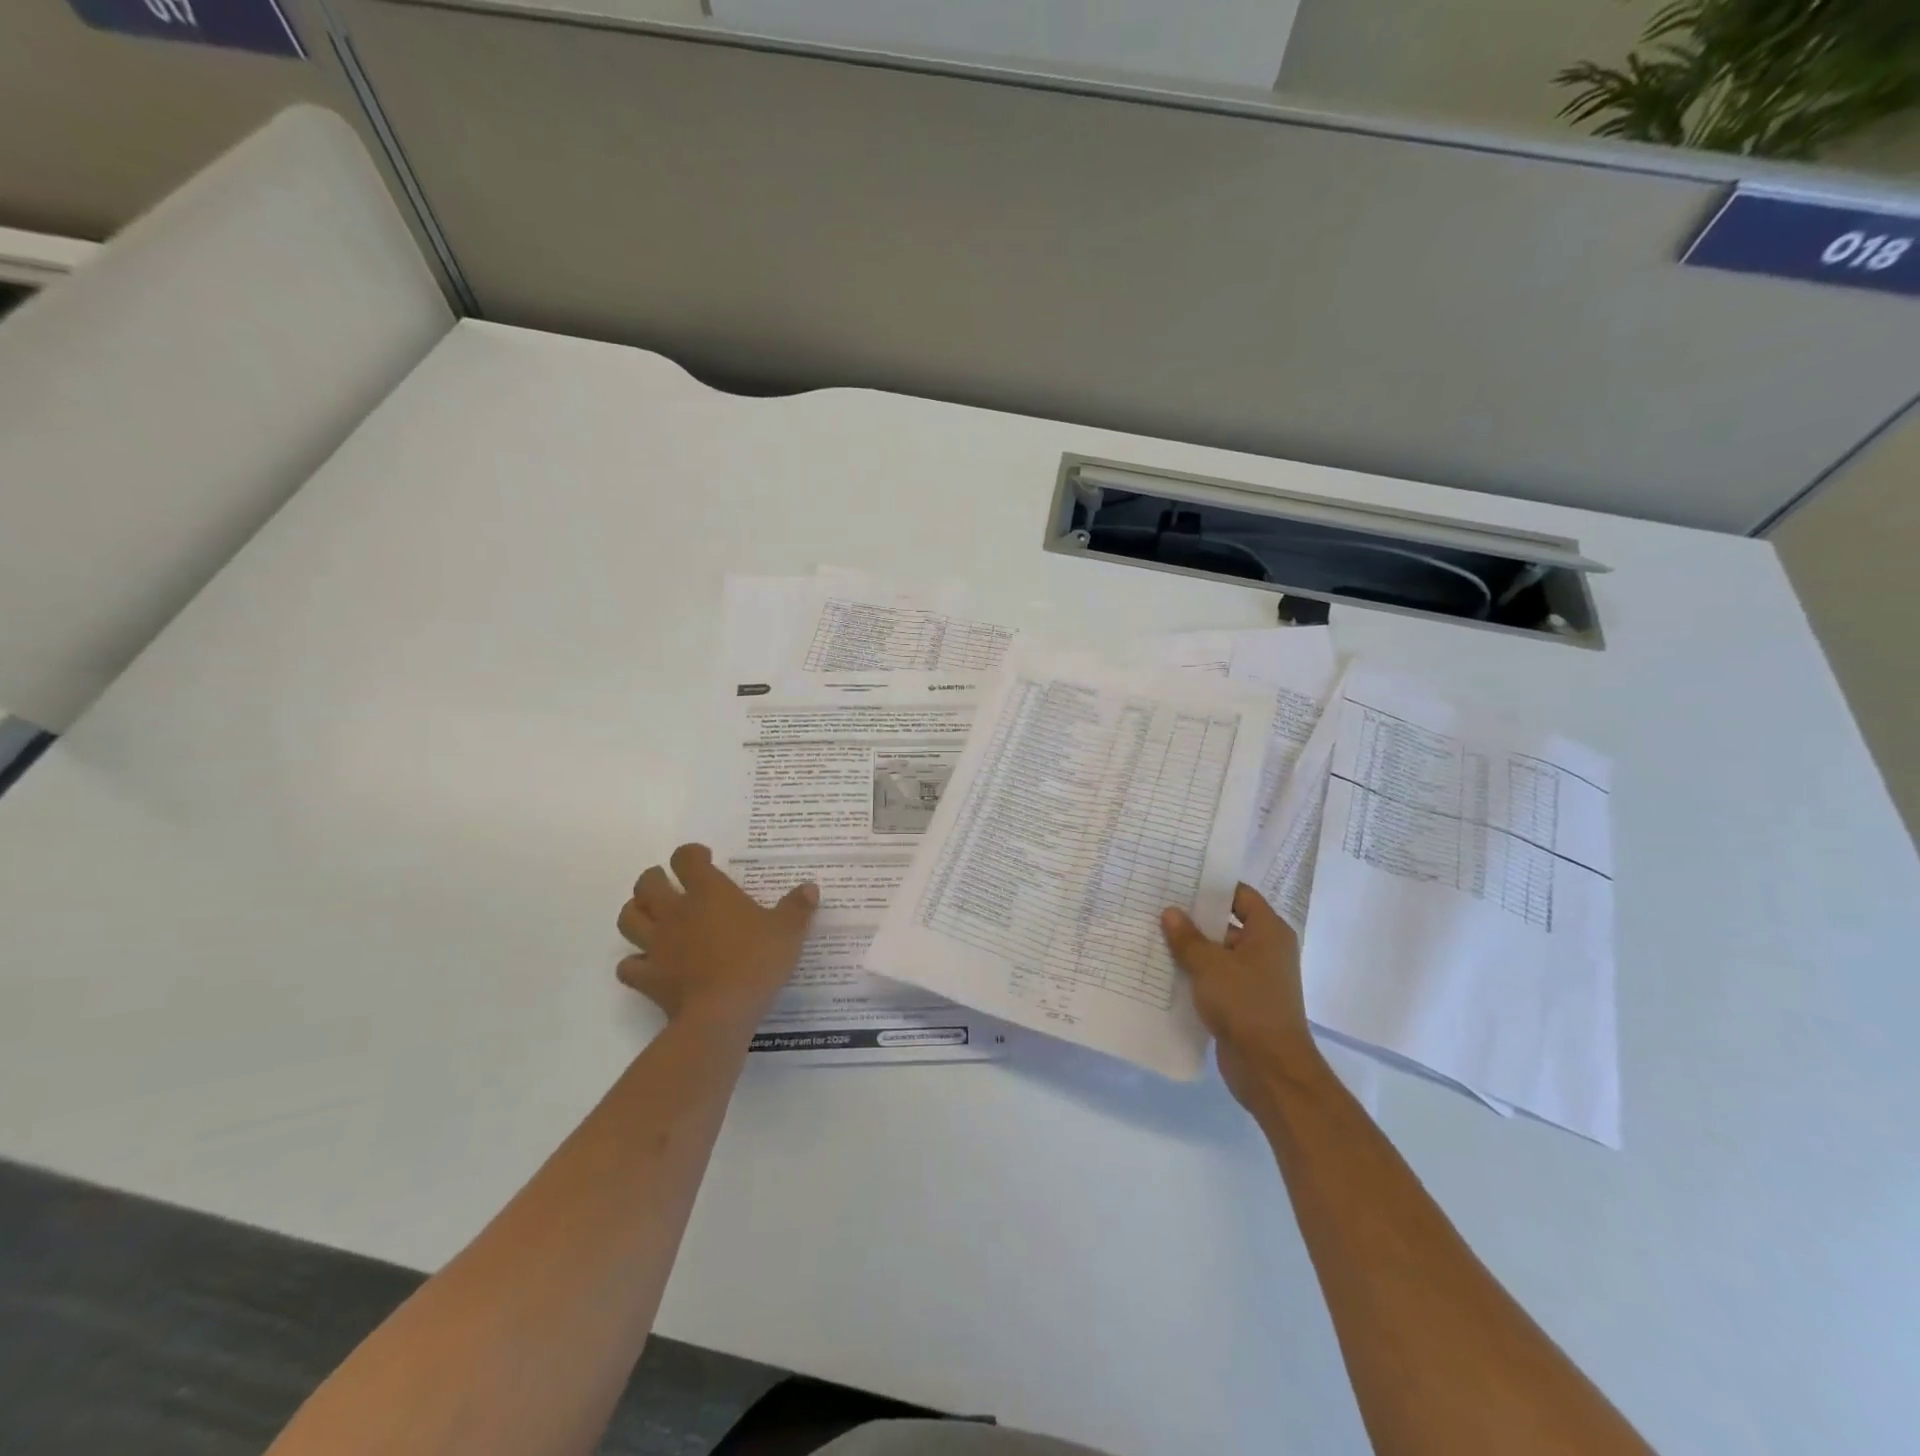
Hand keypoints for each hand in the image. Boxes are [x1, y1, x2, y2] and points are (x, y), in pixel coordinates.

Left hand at [616, 843, 817, 1032]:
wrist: (722, 1013)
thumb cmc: (756, 961)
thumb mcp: (788, 931)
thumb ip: (798, 907)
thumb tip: (810, 887)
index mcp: (708, 892)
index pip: (686, 858)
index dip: (692, 854)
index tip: (704, 859)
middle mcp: (676, 912)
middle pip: (647, 883)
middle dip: (654, 878)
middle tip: (670, 883)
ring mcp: (657, 945)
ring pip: (629, 918)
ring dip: (636, 912)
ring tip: (651, 915)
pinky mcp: (648, 977)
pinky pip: (628, 966)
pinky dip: (634, 963)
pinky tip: (647, 964)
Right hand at [1162, 884, 1322, 1109]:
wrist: (1270, 1069)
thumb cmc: (1246, 1004)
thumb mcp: (1209, 965)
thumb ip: (1187, 938)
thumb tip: (1170, 912)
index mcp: (1268, 932)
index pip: (1240, 895)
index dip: (1211, 886)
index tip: (1179, 879)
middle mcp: (1265, 950)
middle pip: (1226, 923)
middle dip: (1194, 918)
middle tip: (1157, 906)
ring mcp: (1255, 978)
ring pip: (1218, 954)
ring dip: (1191, 949)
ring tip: (1152, 936)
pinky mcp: (1243, 1003)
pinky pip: (1215, 979)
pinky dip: (1195, 975)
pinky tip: (1164, 971)